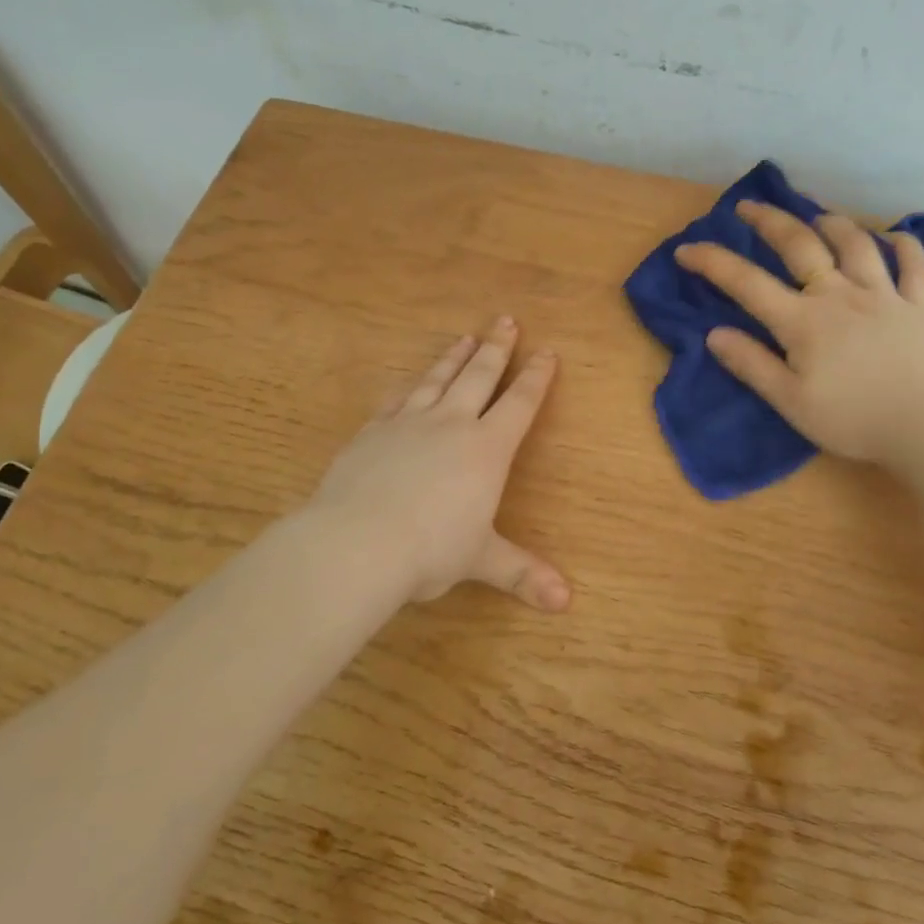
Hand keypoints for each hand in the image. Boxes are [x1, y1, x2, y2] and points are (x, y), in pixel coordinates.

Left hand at [310, 317, 569, 610]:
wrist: (358, 541)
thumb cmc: (432, 549)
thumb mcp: (481, 560)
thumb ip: (522, 572)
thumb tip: (566, 603)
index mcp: (486, 449)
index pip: (519, 404)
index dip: (536, 377)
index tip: (547, 352)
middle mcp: (451, 424)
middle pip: (479, 376)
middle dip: (496, 349)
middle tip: (506, 320)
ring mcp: (408, 423)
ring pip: (437, 379)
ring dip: (453, 357)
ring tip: (465, 337)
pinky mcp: (372, 432)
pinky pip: (396, 400)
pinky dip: (408, 387)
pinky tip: (408, 382)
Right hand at [674, 200, 923, 470]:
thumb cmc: (851, 420)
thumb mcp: (790, 402)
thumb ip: (752, 365)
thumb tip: (714, 334)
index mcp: (802, 321)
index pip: (747, 283)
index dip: (712, 262)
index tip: (686, 249)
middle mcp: (840, 295)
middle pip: (801, 244)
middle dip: (770, 220)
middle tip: (749, 206)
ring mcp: (884, 295)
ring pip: (856, 244)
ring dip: (832, 223)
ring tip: (817, 216)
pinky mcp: (920, 306)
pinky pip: (916, 266)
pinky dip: (905, 246)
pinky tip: (894, 237)